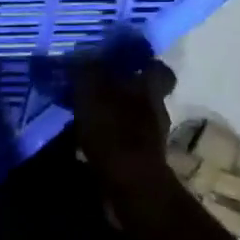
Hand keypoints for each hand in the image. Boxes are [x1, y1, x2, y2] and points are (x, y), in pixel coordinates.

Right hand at [72, 58, 175, 182]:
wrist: (130, 186)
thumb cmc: (114, 132)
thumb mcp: (91, 94)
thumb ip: (86, 72)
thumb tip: (81, 54)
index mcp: (150, 89)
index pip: (158, 68)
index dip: (143, 63)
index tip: (122, 61)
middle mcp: (157, 110)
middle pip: (145, 94)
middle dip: (123, 92)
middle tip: (96, 89)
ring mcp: (152, 138)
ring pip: (134, 119)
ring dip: (115, 117)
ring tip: (87, 117)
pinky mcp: (142, 161)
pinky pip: (125, 142)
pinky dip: (111, 140)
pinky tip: (90, 142)